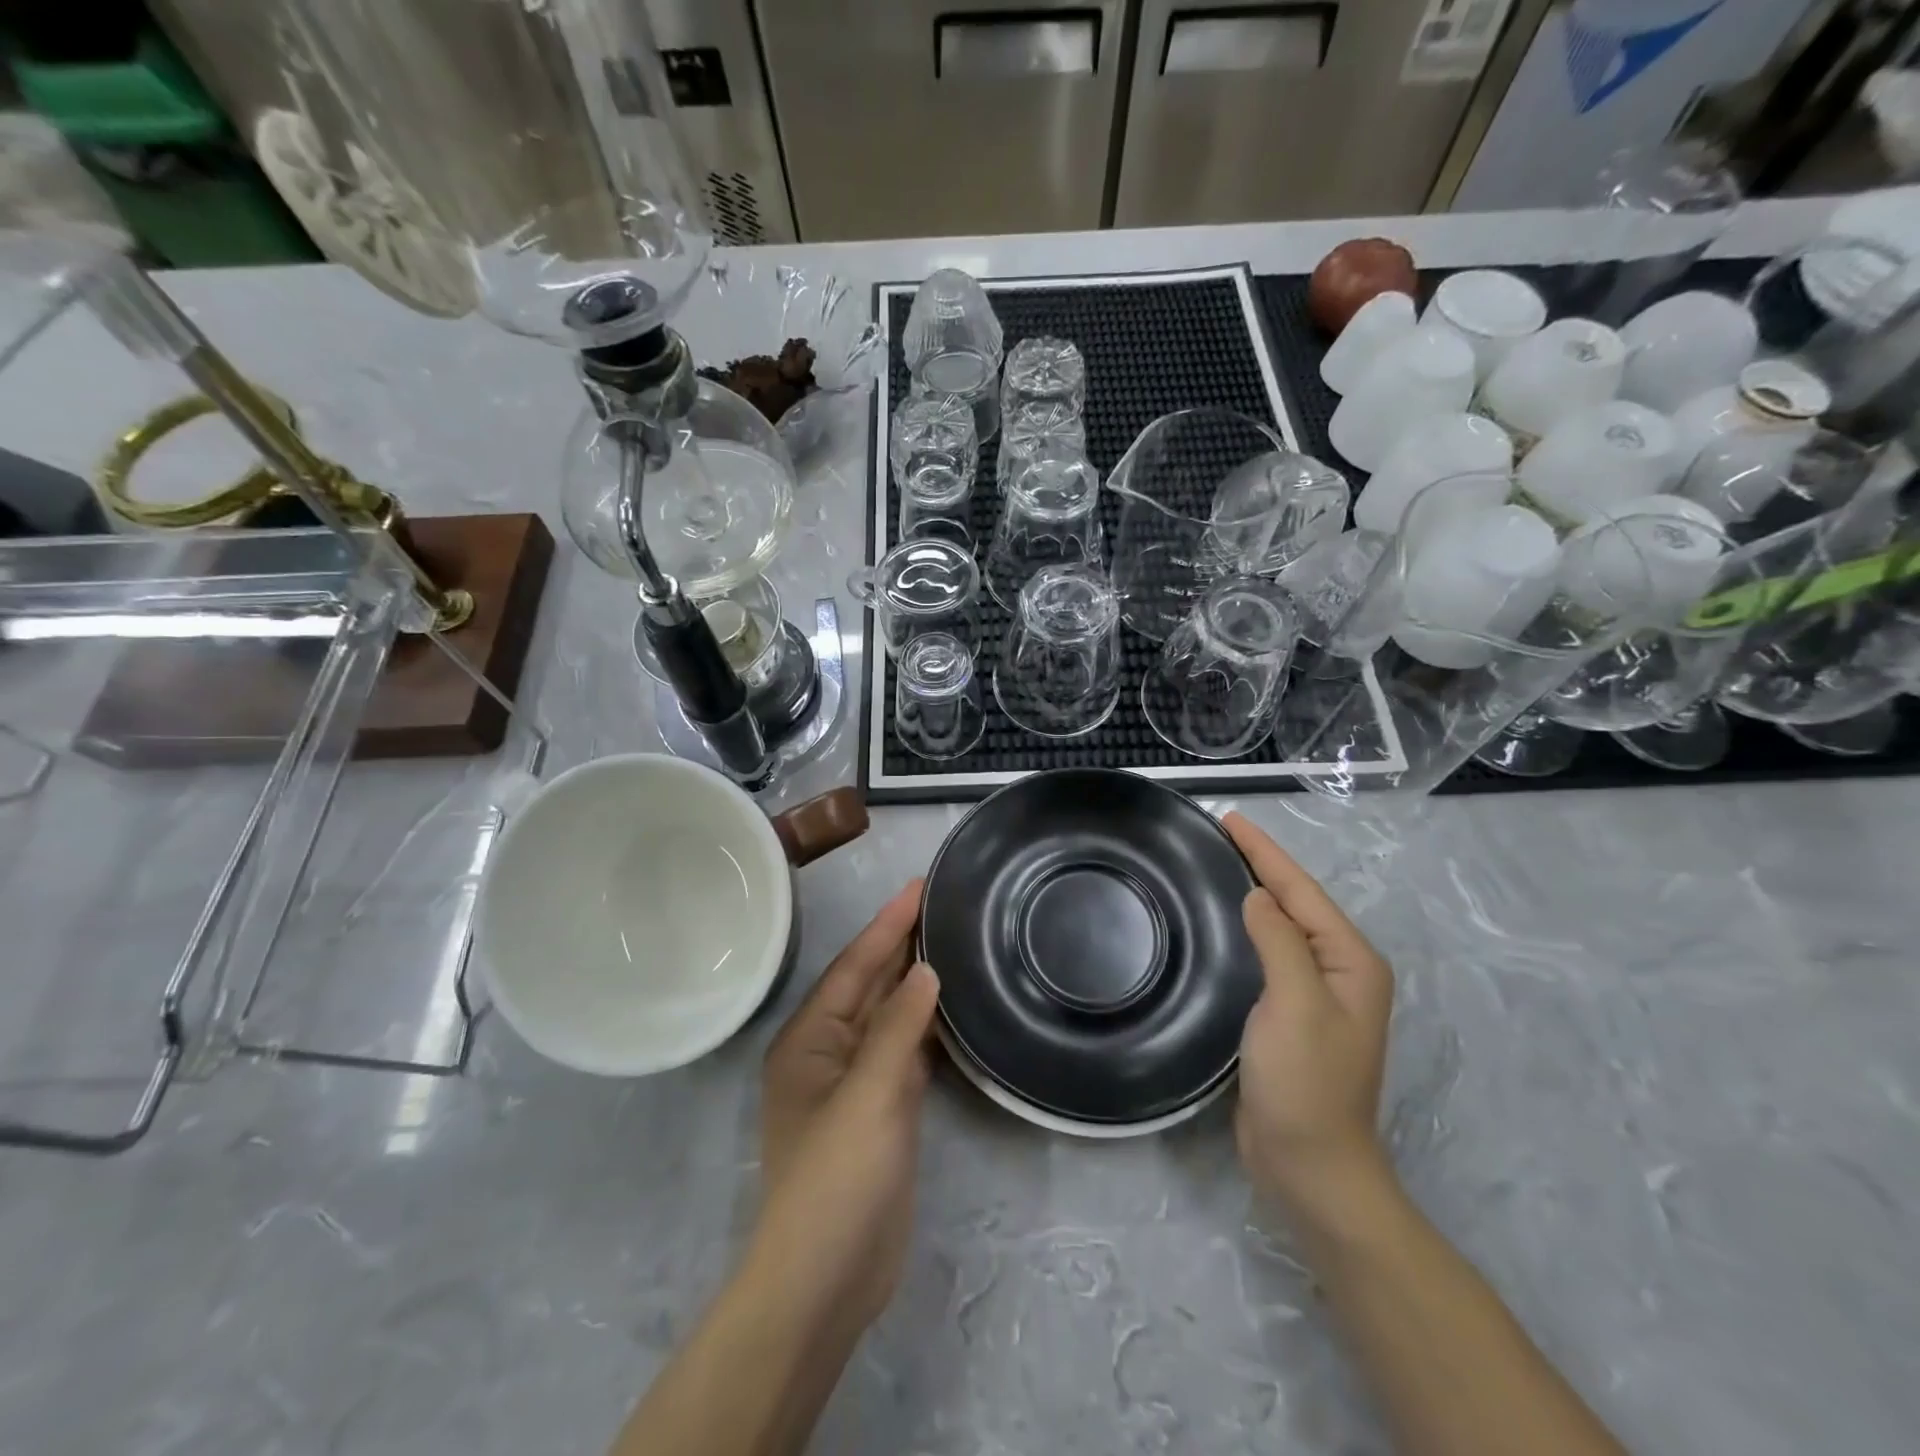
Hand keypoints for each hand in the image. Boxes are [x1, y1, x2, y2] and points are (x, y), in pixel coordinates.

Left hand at [752, 880, 939, 1341]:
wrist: (827, 1279)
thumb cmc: (836, 1178)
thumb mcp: (868, 1095)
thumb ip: (898, 1028)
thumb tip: (926, 969)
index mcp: (809, 1039)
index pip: (855, 966)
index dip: (888, 924)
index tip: (920, 885)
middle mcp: (828, 1052)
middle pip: (871, 985)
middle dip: (902, 945)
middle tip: (944, 903)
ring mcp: (855, 1083)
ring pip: (890, 1018)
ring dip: (916, 983)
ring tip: (953, 941)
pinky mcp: (882, 1110)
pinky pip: (906, 1052)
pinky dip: (927, 1027)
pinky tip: (952, 1007)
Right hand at [1224, 813, 1395, 1229]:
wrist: (1310, 1166)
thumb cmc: (1306, 1082)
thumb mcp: (1295, 1004)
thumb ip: (1280, 941)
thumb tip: (1257, 897)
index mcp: (1350, 961)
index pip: (1301, 891)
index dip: (1265, 853)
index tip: (1230, 819)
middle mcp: (1339, 971)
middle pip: (1296, 903)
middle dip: (1261, 865)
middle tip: (1219, 834)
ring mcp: (1315, 995)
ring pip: (1282, 926)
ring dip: (1254, 893)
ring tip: (1218, 864)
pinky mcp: (1290, 1014)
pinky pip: (1269, 953)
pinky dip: (1248, 927)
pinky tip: (1226, 921)